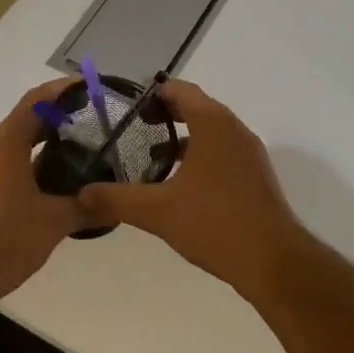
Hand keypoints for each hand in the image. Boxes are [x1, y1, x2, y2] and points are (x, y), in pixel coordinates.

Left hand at [0, 79, 85, 305]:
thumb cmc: (2, 240)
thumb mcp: (53, 223)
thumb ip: (85, 207)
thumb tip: (115, 203)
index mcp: (5, 145)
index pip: (35, 102)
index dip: (62, 90)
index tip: (88, 86)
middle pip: (24, 121)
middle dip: (57, 118)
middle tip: (93, 121)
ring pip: (13, 145)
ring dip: (42, 143)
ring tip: (78, 151)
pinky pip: (4, 165)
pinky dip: (28, 164)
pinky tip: (51, 184)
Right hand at [75, 80, 307, 297]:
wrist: (272, 262)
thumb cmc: (215, 224)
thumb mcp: (157, 211)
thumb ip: (116, 199)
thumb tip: (81, 194)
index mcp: (213, 124)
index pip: (180, 90)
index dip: (152, 93)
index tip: (126, 106)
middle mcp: (234, 130)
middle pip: (196, 107)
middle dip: (164, 114)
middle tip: (131, 128)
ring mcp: (249, 153)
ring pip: (210, 131)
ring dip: (183, 136)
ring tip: (150, 156)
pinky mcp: (255, 175)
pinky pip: (222, 151)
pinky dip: (199, 155)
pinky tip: (179, 183)